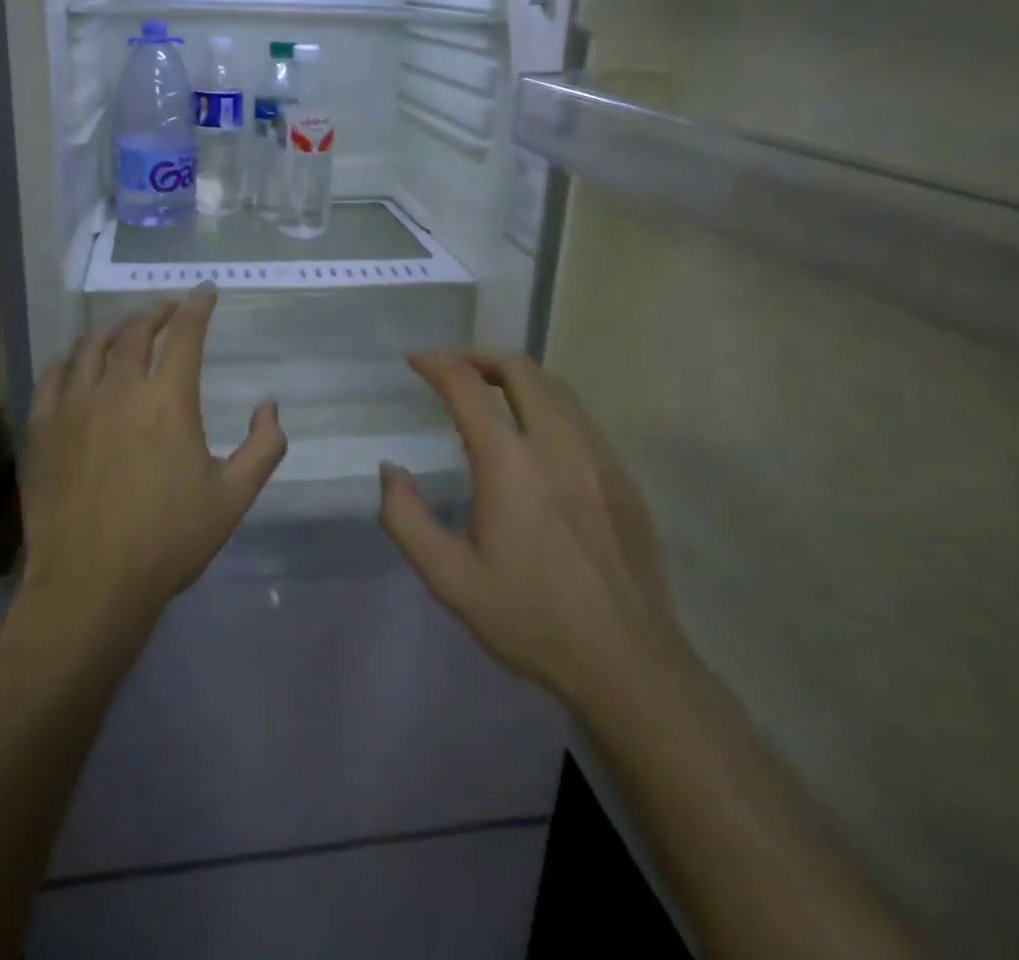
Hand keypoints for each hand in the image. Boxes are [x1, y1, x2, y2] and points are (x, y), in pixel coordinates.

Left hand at [21, 286, 287, 635]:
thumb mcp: (233, 498)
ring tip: (125, 329)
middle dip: (157, 312)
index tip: (206, 292)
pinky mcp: (42, 427)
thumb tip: (269, 406)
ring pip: (91, 345)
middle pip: (135, 330)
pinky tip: (77, 362)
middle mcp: (119, 388)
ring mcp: (74, 405)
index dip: (198, 306)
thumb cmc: (169, 541)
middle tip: (168, 310)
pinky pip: (54, 374)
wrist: (90, 585)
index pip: (185, 334)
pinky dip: (71, 358)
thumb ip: (264, 447)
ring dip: (114, 329)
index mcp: (168, 400)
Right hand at [378, 350, 688, 726]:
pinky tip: (534, 436)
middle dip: (477, 356)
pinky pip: (579, 416)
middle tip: (451, 369)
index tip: (415, 361)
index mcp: (509, 463)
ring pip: (554, 387)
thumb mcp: (449, 579)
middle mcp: (556, 443)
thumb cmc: (531, 619)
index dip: (436, 363)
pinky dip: (546, 404)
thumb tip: (391, 471)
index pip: (467, 385)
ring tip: (488, 393)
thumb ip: (406, 519)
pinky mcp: (622, 474)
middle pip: (518, 368)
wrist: (627, 662)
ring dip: (515, 376)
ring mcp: (597, 455)